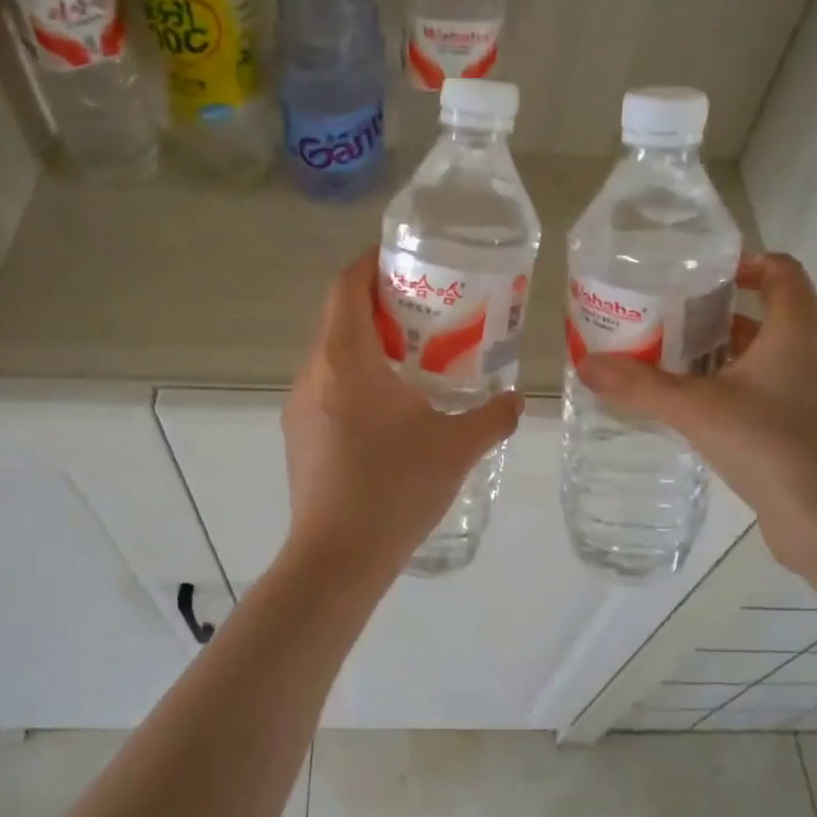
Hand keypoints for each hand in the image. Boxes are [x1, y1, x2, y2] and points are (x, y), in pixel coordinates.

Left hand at [281, 248, 523, 578]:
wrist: (336, 559)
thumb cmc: (395, 489)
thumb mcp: (457, 448)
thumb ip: (494, 417)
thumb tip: (518, 400)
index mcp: (346, 358)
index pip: (346, 286)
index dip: (369, 262)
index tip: (402, 258)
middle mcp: (313, 372)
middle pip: (337, 316)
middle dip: (376, 303)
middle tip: (423, 307)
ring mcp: (299, 405)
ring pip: (330, 354)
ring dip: (365, 343)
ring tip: (411, 356)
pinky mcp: (298, 435)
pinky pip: (325, 387)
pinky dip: (353, 378)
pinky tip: (387, 408)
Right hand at [575, 254, 816, 577]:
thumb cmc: (777, 445)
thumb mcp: (698, 410)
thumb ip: (640, 385)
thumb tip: (583, 364)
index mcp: (797, 327)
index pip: (779, 269)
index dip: (740, 263)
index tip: (691, 276)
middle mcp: (810, 351)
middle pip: (760, 313)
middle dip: (709, 313)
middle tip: (656, 318)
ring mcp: (810, 392)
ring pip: (757, 356)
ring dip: (713, 355)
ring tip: (659, 360)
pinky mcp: (803, 427)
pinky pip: (760, 391)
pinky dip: (725, 389)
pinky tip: (685, 407)